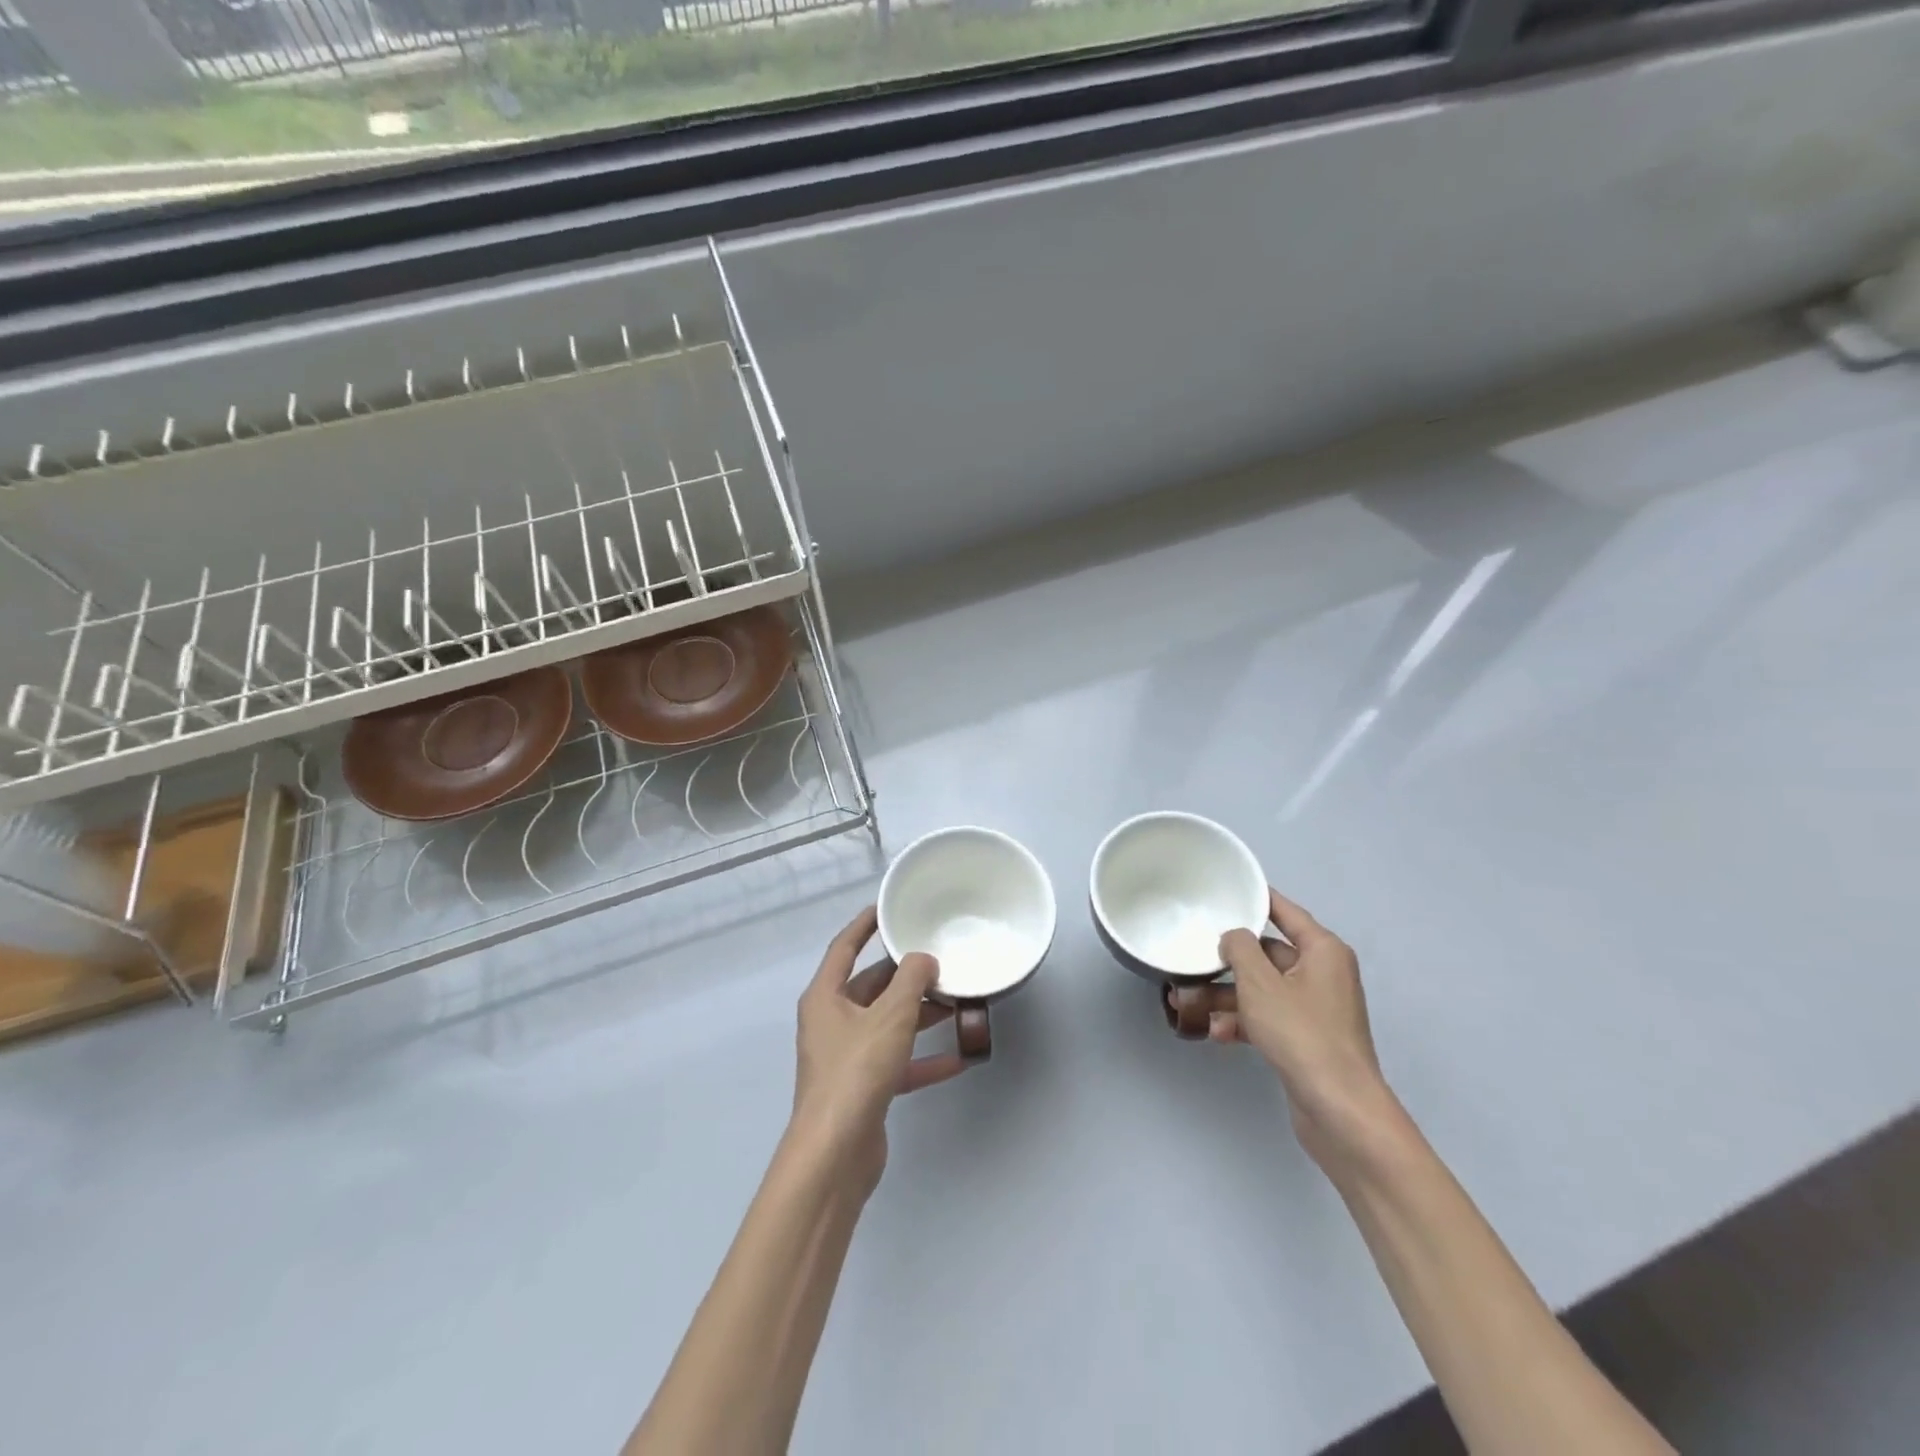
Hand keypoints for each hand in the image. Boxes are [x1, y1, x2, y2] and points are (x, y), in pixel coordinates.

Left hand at [792, 906, 972, 1193]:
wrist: (836, 1154)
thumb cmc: (856, 1071)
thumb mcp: (890, 1016)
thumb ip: (911, 981)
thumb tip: (924, 959)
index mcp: (825, 997)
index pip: (844, 946)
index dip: (865, 924)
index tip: (889, 907)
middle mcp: (832, 1022)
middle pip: (871, 987)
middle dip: (905, 976)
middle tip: (942, 961)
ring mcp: (846, 1057)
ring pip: (887, 1024)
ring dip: (920, 1015)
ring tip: (958, 1002)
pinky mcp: (863, 1088)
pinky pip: (897, 1062)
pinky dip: (923, 1058)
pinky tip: (959, 1058)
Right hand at [1215, 888, 1398, 1168]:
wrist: (1339, 1110)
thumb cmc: (1301, 1033)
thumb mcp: (1260, 982)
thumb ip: (1240, 948)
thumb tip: (1233, 937)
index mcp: (1323, 951)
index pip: (1285, 912)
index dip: (1256, 899)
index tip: (1226, 888)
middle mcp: (1323, 974)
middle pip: (1268, 955)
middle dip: (1228, 962)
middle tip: (1192, 958)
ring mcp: (1315, 1010)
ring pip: (1263, 990)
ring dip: (1228, 996)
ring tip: (1187, 1001)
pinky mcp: (1306, 1040)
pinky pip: (1268, 1018)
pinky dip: (1243, 1022)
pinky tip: (1215, 1032)